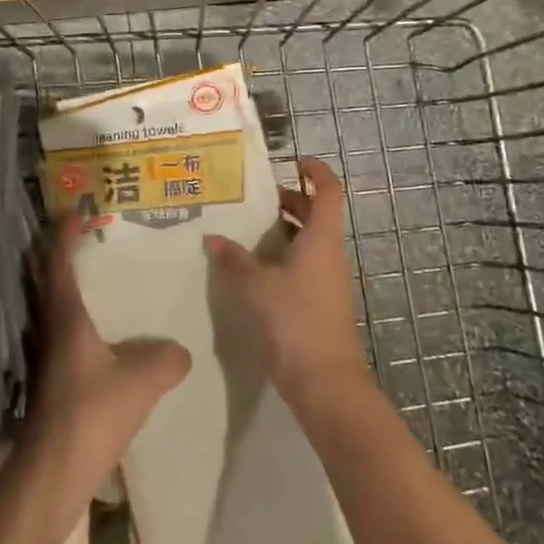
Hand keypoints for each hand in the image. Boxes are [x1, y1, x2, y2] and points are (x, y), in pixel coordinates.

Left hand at [24, 216, 190, 491]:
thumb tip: (180, 351)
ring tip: (108, 278)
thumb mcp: (140, 382)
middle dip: (66, 255)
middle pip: (51, 280)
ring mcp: (49, 356)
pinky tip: (110, 334)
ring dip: (75, 288)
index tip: (78, 210)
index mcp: (66, 317)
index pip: (59, 263)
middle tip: (95, 237)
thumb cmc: (91, 414)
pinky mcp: (55, 380)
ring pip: (59, 308)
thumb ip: (165, 359)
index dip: (66, 234)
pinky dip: (84, 320)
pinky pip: (69, 334)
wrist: (53, 473)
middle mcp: (51, 329)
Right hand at [204, 157, 370, 410]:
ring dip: (282, 230)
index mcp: (321, 239)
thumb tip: (213, 237)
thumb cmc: (294, 322)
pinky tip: (251, 267)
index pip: (329, 191)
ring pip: (307, 242)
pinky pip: (302, 266)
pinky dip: (280, 256)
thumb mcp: (255, 286)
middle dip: (289, 200)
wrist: (325, 382)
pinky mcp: (319, 303)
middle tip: (253, 196)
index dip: (316, 171)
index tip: (294, 160)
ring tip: (244, 228)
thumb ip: (233, 259)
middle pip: (316, 215)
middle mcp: (328, 254)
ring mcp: (326, 280)